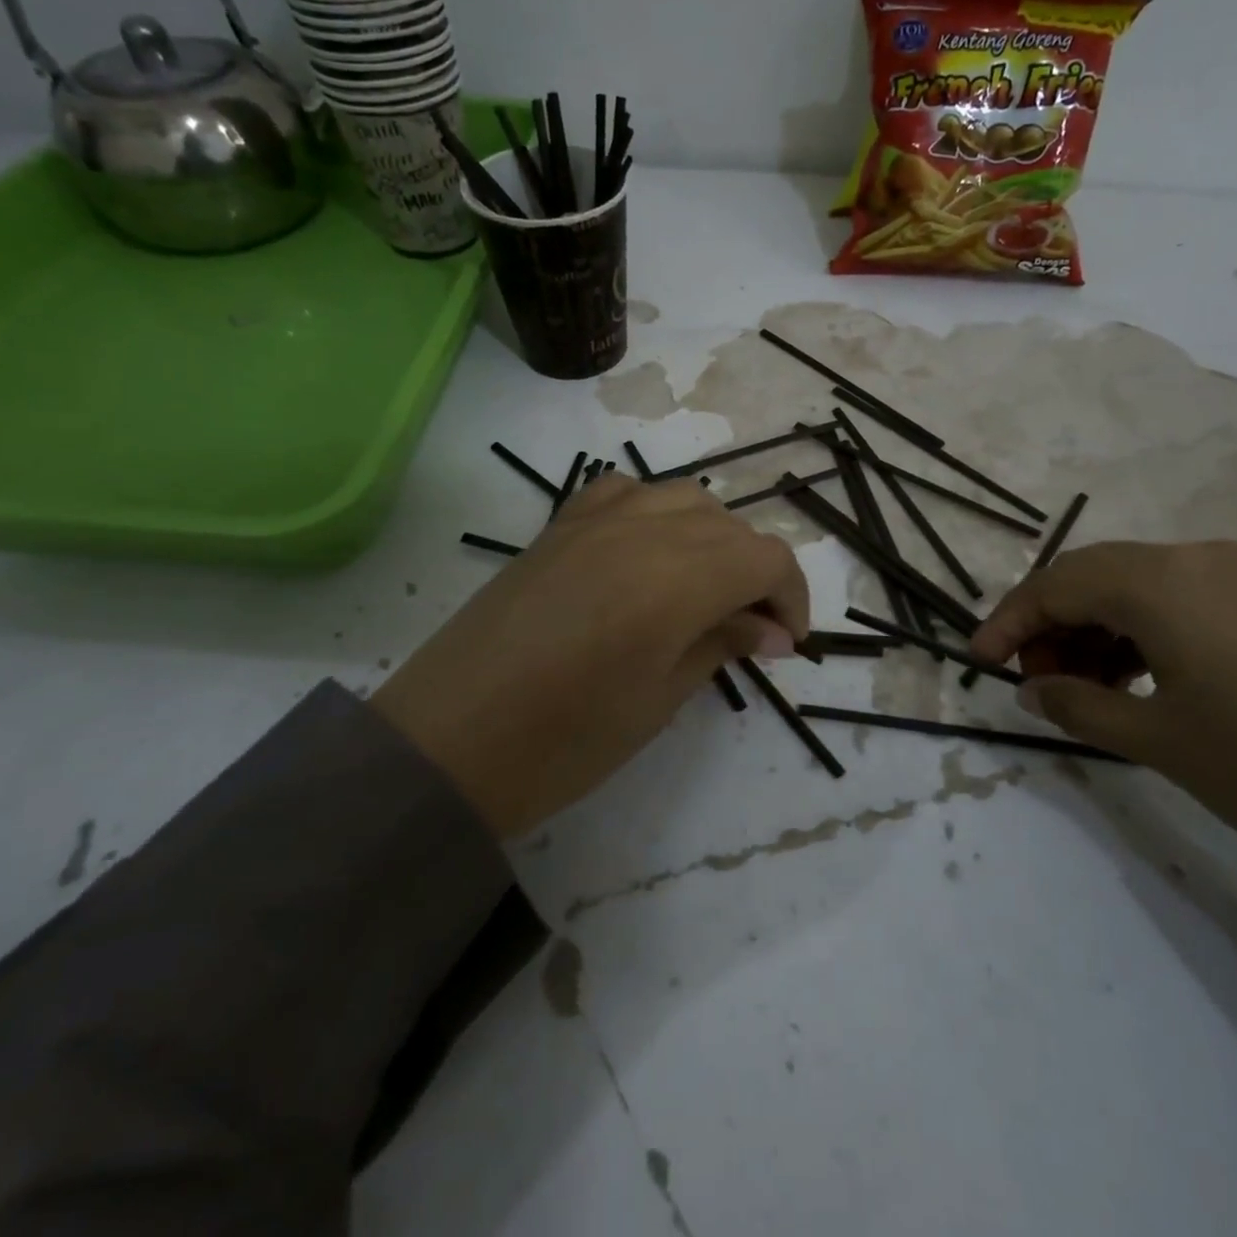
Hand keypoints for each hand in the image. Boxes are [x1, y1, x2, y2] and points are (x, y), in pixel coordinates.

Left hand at [374, 475, 809, 836]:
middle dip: (756, 573)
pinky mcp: (558, 525)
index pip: (766, 558)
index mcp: (674, 579)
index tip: (785, 644)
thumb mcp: (658, 701)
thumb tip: (772, 630)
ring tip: (705, 590)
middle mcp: (640, 530)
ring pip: (684, 499)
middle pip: (730, 527)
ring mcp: (593, 519)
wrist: (445, 744)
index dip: (791, 597)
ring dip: (713, 539)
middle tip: (750, 631)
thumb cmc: (561, 744)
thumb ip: (721, 645)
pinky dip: (656, 513)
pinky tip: (650, 551)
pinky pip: (626, 492)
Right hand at [971, 540, 1236, 883]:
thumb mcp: (1161, 743)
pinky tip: (1145, 677)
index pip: (1054, 585)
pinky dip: (1142, 629)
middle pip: (1091, 575)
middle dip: (1049, 625)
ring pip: (1135, 585)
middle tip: (1037, 683)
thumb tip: (1032, 690)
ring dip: (1096, 628)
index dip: (1007, 622)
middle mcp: (1195, 559)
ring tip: (1089, 688)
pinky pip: (1180, 597)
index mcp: (1160, 583)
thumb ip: (1080, 708)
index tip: (978, 662)